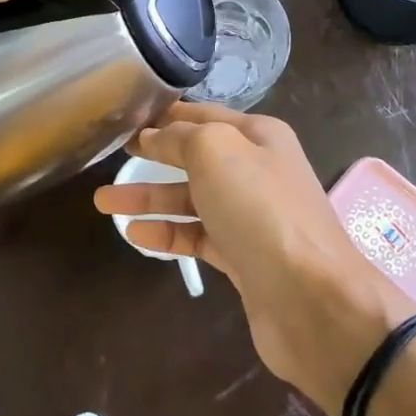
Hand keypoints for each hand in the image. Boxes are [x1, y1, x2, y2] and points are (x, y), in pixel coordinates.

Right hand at [93, 103, 414, 415]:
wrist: (311, 298)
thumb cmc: (261, 210)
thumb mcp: (216, 152)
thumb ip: (180, 137)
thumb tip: (154, 135)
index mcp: (258, 136)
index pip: (204, 116)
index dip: (166, 116)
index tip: (127, 119)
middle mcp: (257, 171)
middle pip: (196, 158)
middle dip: (154, 156)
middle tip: (112, 157)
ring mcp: (251, 217)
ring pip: (192, 199)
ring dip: (150, 199)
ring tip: (104, 202)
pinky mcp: (243, 258)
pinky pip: (197, 237)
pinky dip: (167, 234)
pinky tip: (135, 235)